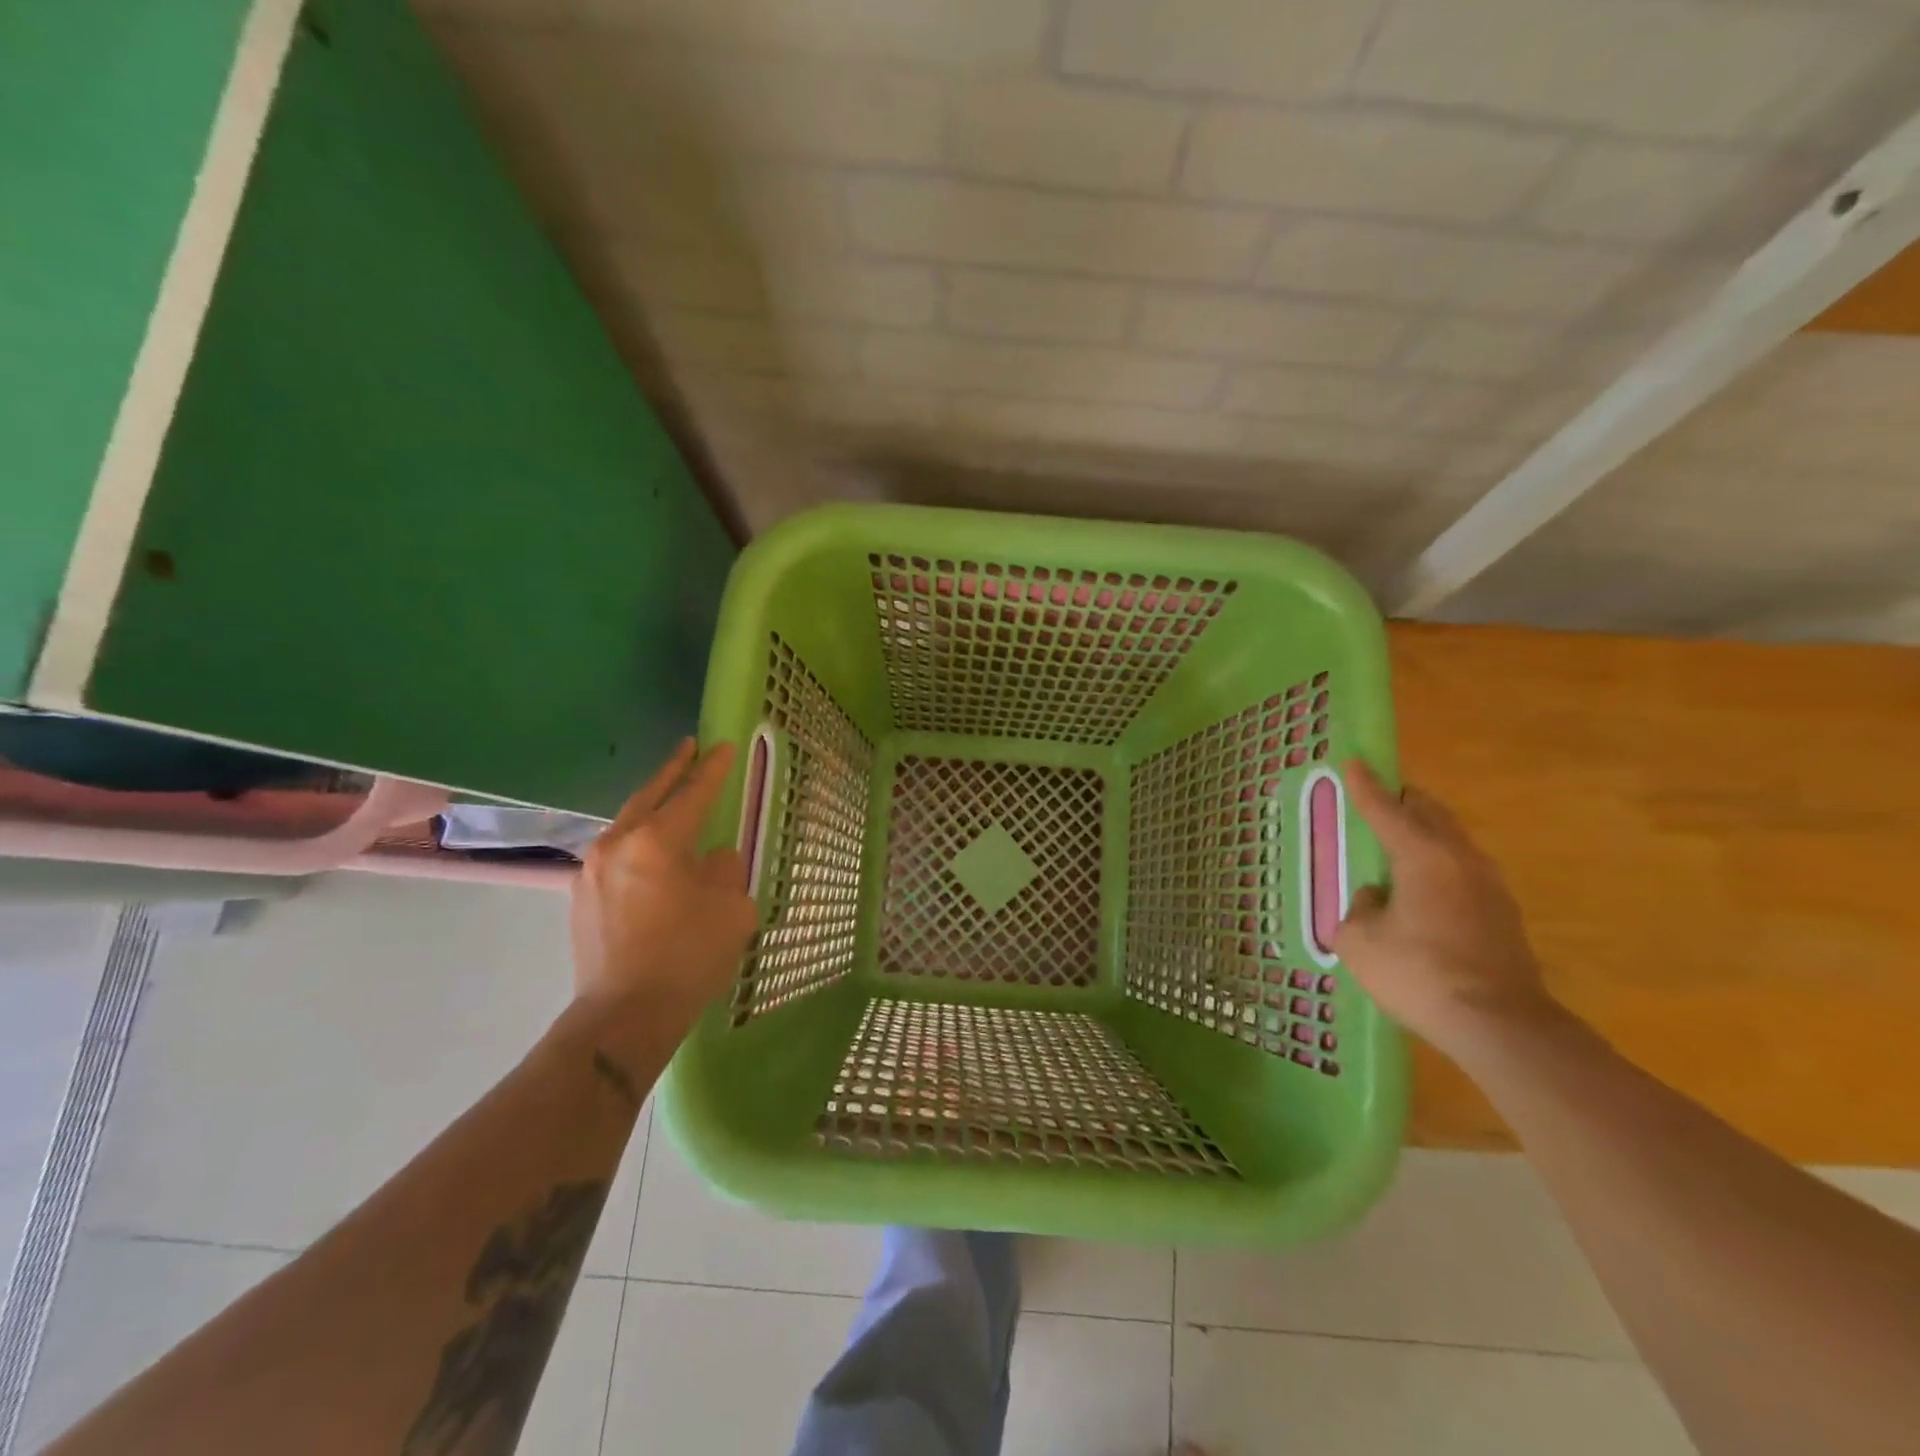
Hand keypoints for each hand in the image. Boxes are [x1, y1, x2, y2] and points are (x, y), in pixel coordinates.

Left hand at [569, 740, 756, 1028]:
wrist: (623, 1016)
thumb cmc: (687, 958)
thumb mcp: (732, 911)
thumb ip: (726, 872)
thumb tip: (713, 860)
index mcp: (657, 841)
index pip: (691, 794)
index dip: (712, 770)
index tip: (722, 746)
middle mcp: (618, 844)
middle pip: (649, 796)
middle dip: (673, 770)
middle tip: (690, 748)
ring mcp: (593, 870)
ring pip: (627, 823)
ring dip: (652, 806)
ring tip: (671, 795)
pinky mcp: (582, 896)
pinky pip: (616, 852)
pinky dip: (638, 839)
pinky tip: (652, 851)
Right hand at [1332, 760, 1555, 1055]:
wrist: (1500, 1026)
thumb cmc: (1419, 974)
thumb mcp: (1359, 941)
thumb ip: (1359, 908)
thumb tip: (1376, 899)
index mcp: (1422, 856)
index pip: (1386, 810)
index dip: (1365, 786)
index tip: (1353, 761)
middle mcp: (1461, 860)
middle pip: (1431, 813)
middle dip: (1404, 801)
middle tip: (1379, 800)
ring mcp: (1490, 886)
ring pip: (1453, 840)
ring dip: (1426, 833)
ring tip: (1400, 844)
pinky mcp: (1504, 914)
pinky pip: (1464, 870)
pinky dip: (1440, 863)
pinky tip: (1424, 888)